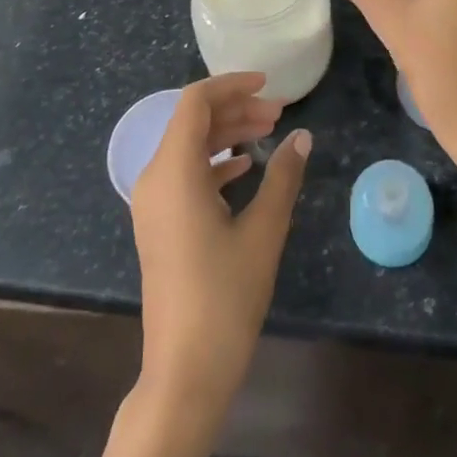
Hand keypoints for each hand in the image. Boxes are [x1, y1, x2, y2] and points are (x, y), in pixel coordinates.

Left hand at [131, 73, 310, 415]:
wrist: (184, 371)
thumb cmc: (225, 297)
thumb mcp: (263, 232)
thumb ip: (283, 177)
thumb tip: (303, 137)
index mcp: (174, 170)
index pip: (196, 102)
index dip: (232, 85)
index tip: (268, 85)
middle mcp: (155, 178)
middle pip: (192, 121)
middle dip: (235, 109)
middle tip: (278, 113)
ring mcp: (153, 203)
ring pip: (188, 146)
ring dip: (226, 134)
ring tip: (268, 132)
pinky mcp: (159, 223)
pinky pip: (184, 173)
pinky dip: (214, 161)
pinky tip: (245, 167)